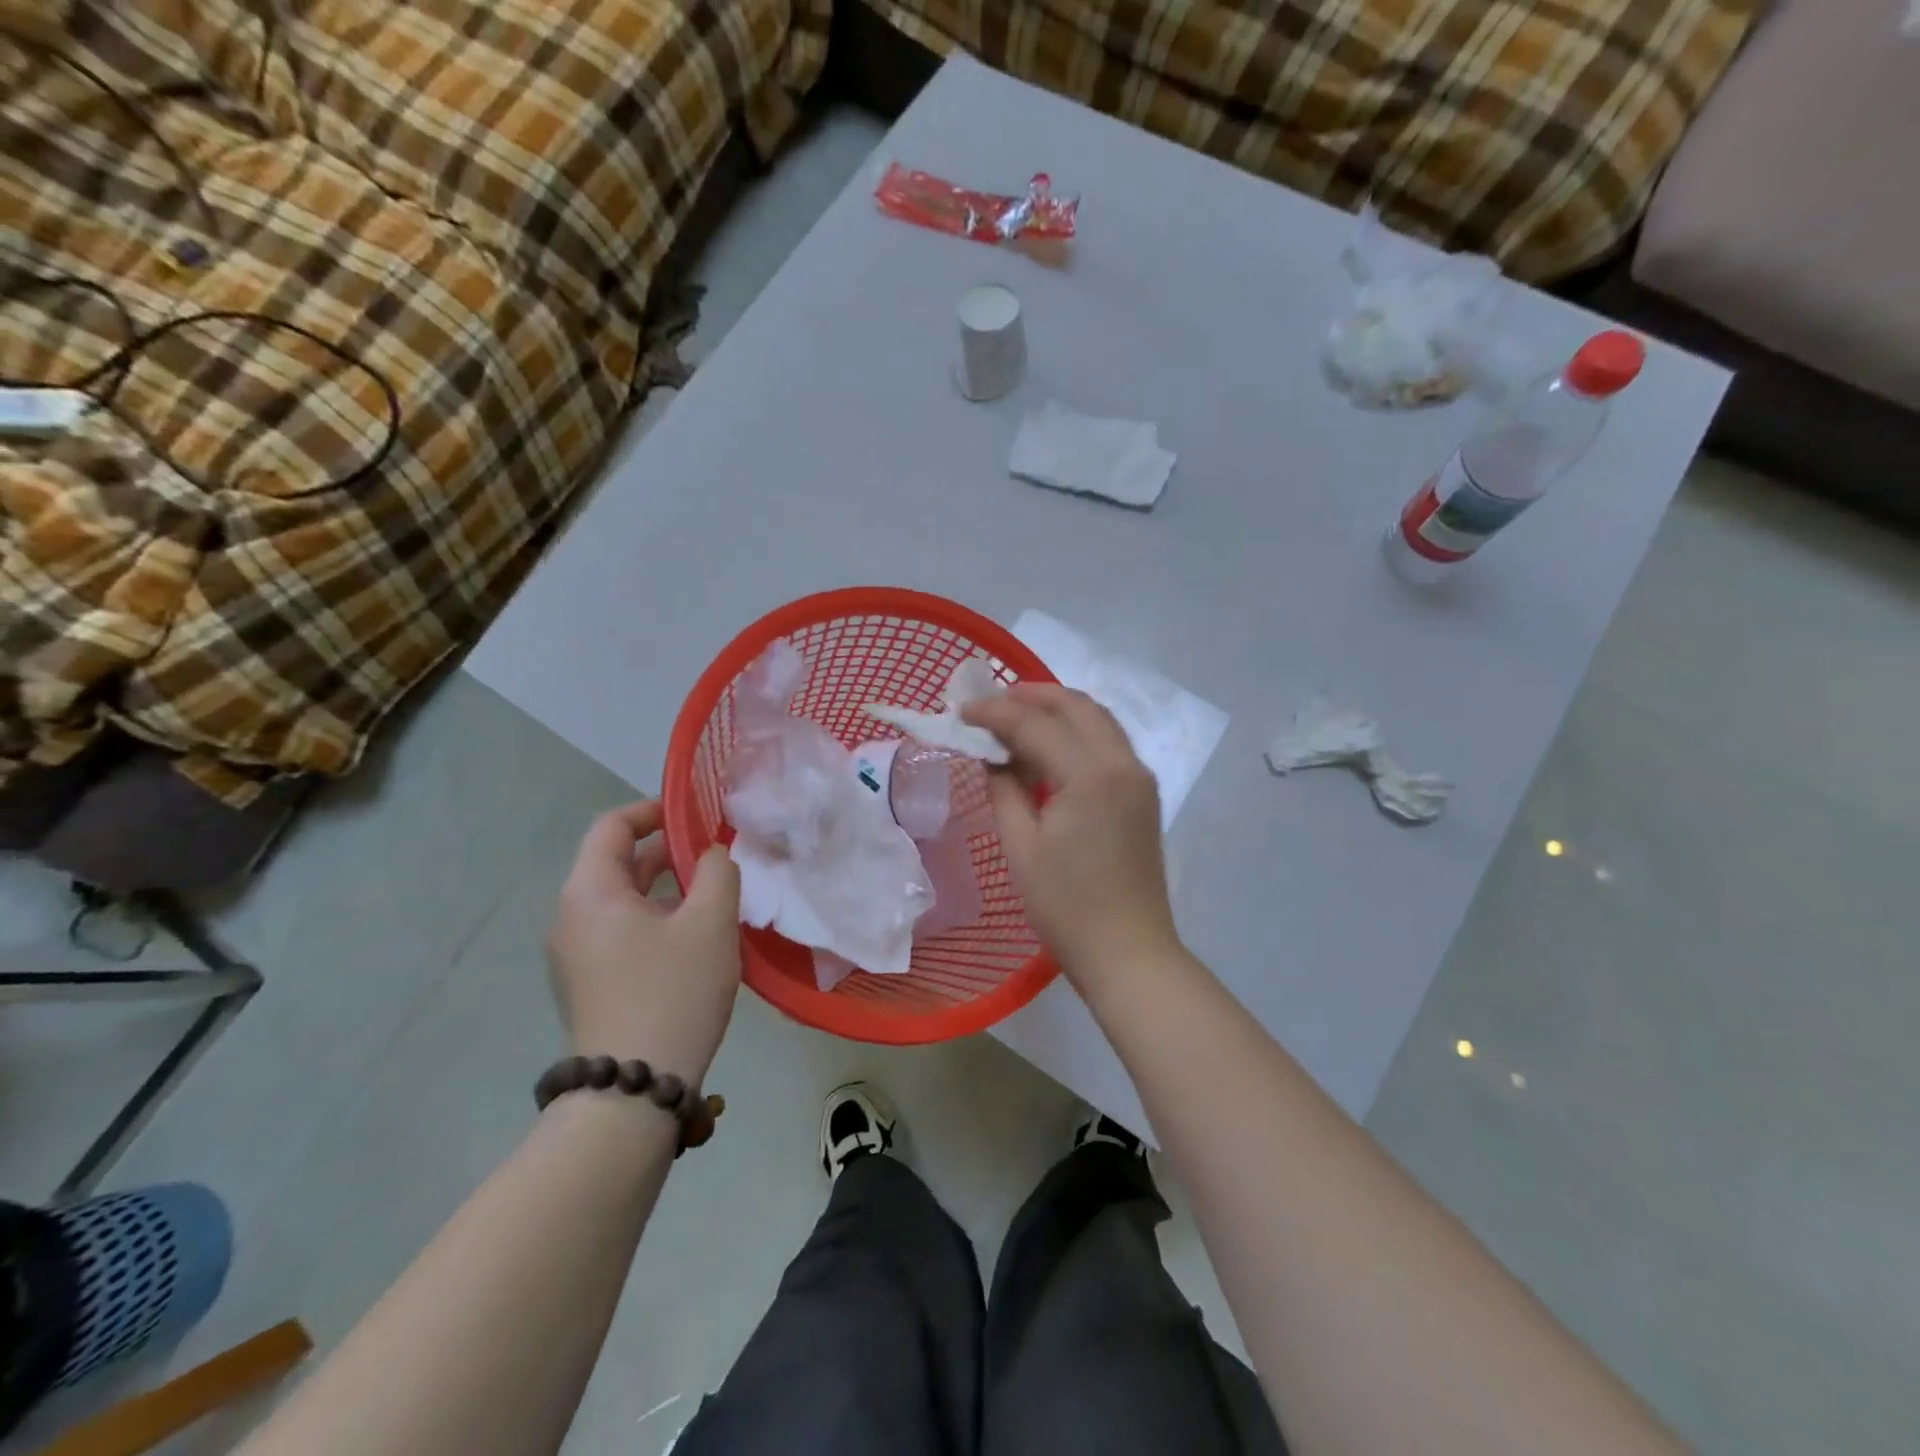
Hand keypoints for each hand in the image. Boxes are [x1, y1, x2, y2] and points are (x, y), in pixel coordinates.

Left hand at [546, 801, 741, 1084]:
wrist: (633, 1089)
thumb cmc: (672, 992)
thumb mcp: (710, 922)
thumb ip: (718, 872)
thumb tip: (711, 855)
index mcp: (590, 892)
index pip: (613, 826)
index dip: (654, 811)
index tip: (696, 816)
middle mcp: (572, 917)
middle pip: (617, 862)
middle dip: (669, 852)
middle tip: (717, 857)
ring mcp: (575, 954)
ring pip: (623, 900)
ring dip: (667, 889)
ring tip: (714, 897)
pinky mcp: (588, 982)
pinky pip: (621, 931)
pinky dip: (656, 919)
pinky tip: (695, 938)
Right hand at [962, 686, 1180, 983]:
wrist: (1129, 953)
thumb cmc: (1067, 908)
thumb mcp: (1022, 848)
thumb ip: (1004, 790)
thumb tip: (993, 758)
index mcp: (1091, 776)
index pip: (1036, 725)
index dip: (995, 712)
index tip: (961, 711)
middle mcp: (1123, 763)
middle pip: (1076, 706)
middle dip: (1032, 695)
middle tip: (991, 702)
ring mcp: (1139, 777)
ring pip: (1097, 719)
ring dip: (1057, 709)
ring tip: (1015, 714)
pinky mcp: (1143, 794)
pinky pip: (1108, 742)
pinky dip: (1076, 731)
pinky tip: (1048, 745)